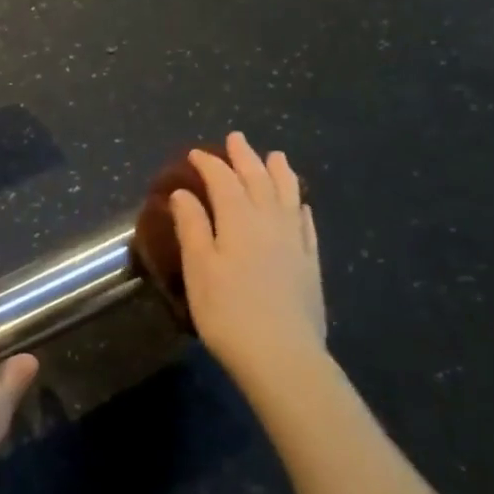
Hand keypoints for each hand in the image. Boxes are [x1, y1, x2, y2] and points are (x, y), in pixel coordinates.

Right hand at [169, 132, 327, 399]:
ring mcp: (294, 242)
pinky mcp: (309, 264)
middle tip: (236, 138)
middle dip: (245, 158)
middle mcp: (269, 222)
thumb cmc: (227, 311)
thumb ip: (192, 226)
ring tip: (276, 156)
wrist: (282, 355)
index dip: (209, 165)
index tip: (194, 153)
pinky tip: (300, 205)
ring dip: (279, 173)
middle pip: (258, 181)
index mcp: (238, 221)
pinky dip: (300, 207)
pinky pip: (306, 225)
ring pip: (288, 196)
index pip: (223, 182)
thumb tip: (183, 193)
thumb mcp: (199, 268)